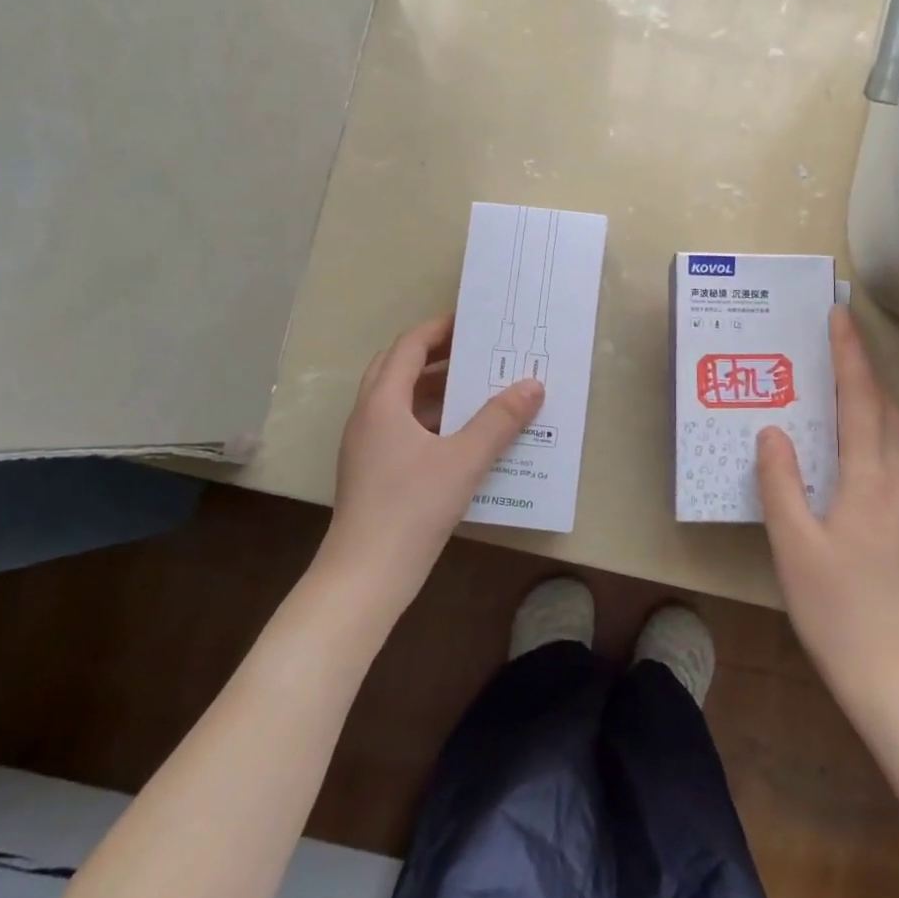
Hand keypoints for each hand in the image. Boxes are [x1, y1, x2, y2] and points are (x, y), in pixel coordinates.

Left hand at [323, 314, 541, 601]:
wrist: (365, 575)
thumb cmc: (412, 508)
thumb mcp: (464, 460)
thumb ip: (500, 420)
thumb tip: (533, 385)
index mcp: (382, 402)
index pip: (408, 347)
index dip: (438, 329)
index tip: (471, 322)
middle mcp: (368, 417)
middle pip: (398, 369)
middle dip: (435, 355)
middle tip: (476, 353)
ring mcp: (366, 446)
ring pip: (398, 401)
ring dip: (433, 389)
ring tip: (476, 390)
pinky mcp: (372, 472)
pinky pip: (401, 428)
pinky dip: (430, 420)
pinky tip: (461, 438)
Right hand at [757, 306, 898, 703]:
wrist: (890, 664)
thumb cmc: (834, 605)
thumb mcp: (792, 544)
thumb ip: (780, 483)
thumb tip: (771, 431)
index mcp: (868, 480)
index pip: (860, 402)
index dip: (849, 356)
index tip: (839, 317)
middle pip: (887, 408)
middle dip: (864, 367)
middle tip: (837, 341)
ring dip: (879, 395)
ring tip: (851, 381)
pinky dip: (890, 425)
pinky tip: (874, 437)